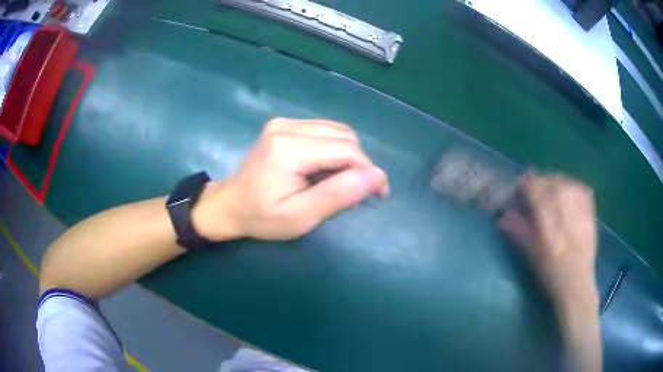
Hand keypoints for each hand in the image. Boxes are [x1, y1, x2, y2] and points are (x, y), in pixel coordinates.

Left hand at [193, 118, 389, 240]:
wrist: (229, 205)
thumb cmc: (262, 217)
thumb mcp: (301, 216)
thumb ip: (339, 194)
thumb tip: (377, 176)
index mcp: (289, 148)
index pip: (346, 150)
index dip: (369, 170)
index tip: (379, 194)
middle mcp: (287, 126)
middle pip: (344, 136)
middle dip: (359, 164)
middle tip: (357, 193)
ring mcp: (284, 123)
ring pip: (337, 131)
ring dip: (348, 156)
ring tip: (342, 182)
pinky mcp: (283, 125)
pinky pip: (323, 131)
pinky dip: (334, 149)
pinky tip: (326, 169)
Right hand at [498, 174, 598, 309]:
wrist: (577, 285)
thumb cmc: (550, 275)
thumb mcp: (531, 257)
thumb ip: (518, 232)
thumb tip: (502, 215)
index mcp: (549, 234)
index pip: (538, 196)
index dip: (527, 186)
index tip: (520, 187)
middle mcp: (567, 221)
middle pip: (553, 185)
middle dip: (540, 180)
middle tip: (533, 185)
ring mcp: (582, 216)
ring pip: (567, 184)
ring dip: (555, 180)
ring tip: (548, 185)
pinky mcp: (591, 215)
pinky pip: (582, 189)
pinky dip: (571, 184)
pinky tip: (566, 188)